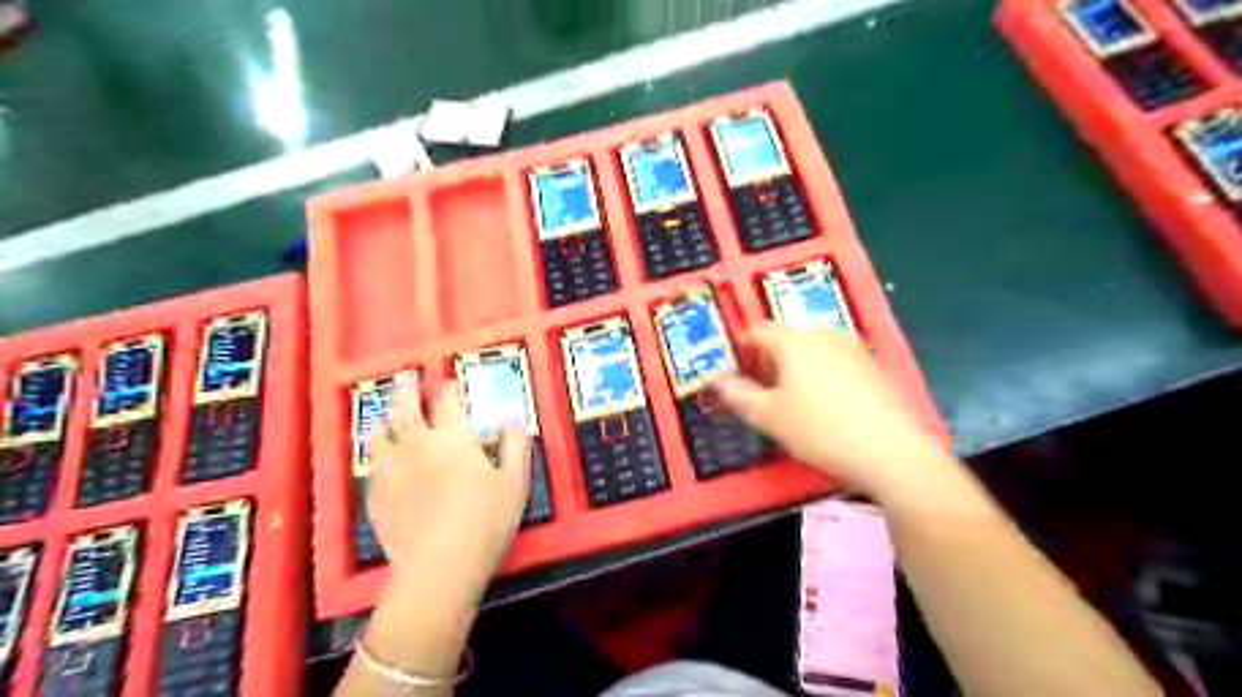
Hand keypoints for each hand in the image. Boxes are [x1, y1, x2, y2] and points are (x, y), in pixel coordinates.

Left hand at [364, 385, 528, 595]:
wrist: (440, 567)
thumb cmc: (486, 520)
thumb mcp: (516, 481)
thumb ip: (515, 445)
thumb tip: (512, 419)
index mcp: (453, 438)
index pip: (448, 402)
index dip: (450, 389)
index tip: (451, 383)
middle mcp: (418, 444)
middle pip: (405, 408)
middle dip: (408, 391)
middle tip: (408, 383)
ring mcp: (392, 469)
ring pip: (380, 433)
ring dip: (386, 419)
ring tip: (388, 416)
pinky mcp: (375, 495)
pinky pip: (371, 464)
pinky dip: (377, 453)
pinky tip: (381, 458)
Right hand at [713, 325, 948, 501]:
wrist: (892, 452)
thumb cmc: (820, 430)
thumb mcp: (768, 416)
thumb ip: (736, 393)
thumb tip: (714, 377)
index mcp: (794, 340)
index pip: (756, 331)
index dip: (741, 351)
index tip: (737, 378)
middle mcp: (823, 333)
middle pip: (784, 337)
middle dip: (768, 360)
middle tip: (763, 394)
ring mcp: (852, 347)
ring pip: (810, 349)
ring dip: (794, 368)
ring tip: (792, 402)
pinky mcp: (872, 365)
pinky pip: (833, 361)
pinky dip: (820, 374)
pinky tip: (825, 405)